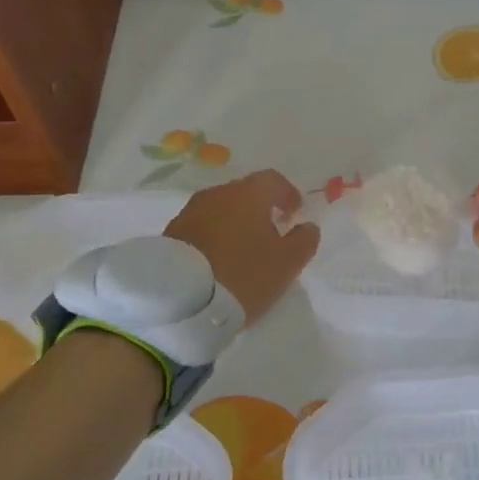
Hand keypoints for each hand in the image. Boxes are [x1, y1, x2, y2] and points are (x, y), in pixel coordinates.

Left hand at [165, 171, 319, 322]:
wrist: (180, 299)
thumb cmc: (243, 273)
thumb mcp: (287, 263)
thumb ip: (304, 241)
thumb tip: (307, 227)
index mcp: (249, 194)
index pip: (273, 180)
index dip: (287, 194)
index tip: (294, 213)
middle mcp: (218, 194)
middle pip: (245, 193)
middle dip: (260, 209)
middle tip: (270, 233)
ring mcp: (190, 212)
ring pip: (221, 210)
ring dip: (235, 224)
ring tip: (243, 250)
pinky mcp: (171, 234)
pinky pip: (202, 228)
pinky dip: (215, 237)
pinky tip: (219, 260)